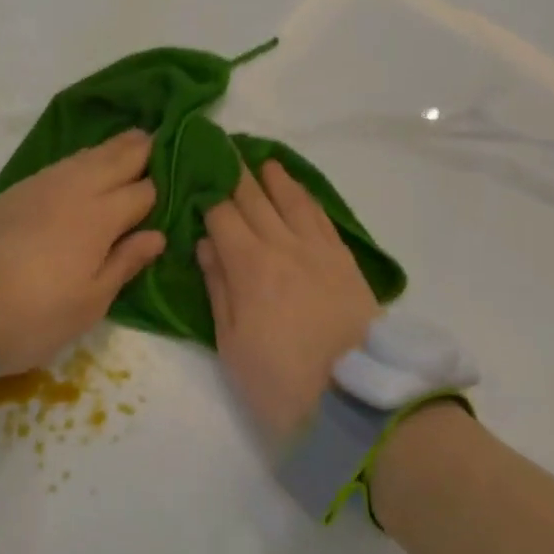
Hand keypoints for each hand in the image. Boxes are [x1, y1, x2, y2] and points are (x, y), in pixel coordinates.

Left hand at [0, 129, 165, 374]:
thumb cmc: (34, 315)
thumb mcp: (89, 303)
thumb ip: (125, 262)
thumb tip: (156, 234)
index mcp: (99, 217)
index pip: (142, 192)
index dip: (161, 188)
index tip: (178, 182)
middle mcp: (74, 190)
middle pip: (116, 159)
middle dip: (140, 149)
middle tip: (160, 138)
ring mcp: (42, 185)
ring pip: (86, 155)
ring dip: (112, 148)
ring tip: (131, 141)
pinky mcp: (17, 190)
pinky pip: (61, 164)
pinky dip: (83, 158)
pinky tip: (86, 164)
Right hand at [199, 160, 377, 440]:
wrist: (359, 404)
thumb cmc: (281, 382)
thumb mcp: (233, 344)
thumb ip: (219, 288)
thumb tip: (206, 243)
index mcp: (250, 266)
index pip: (222, 214)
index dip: (206, 191)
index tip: (194, 172)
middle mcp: (284, 245)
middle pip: (255, 198)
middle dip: (235, 173)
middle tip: (222, 149)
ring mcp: (319, 250)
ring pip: (292, 200)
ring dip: (273, 177)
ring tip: (261, 160)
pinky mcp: (345, 261)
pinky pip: (321, 217)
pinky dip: (306, 197)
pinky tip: (298, 191)